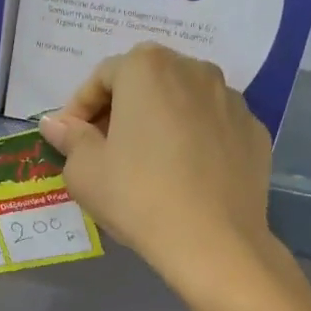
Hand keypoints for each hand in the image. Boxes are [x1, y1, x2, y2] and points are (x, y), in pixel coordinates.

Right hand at [38, 44, 277, 296]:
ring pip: (184, 100)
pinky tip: (185, 175)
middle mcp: (194, 70)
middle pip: (147, 80)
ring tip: (148, 161)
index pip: (103, 76)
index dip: (80, 107)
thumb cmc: (137, 196)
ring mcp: (231, 99)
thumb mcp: (84, 171)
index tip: (71, 139)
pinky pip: (213, 126)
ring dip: (160, 120)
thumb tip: (56, 124)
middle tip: (106, 148)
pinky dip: (195, 139)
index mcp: (147, 69)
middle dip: (122, 108)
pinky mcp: (254, 131)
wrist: (213, 241)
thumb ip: (69, 138)